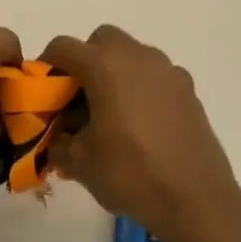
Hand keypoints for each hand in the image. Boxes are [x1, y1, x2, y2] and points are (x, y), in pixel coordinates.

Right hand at [42, 25, 240, 240]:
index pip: (63, 46)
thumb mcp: (78, 162)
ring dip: (116, 73)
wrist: (196, 200)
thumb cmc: (130, 174)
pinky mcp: (188, 90)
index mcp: (104, 66)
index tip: (44, 92)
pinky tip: (141, 124)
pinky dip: (142, 88)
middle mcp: (137, 57)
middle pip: (101, 41)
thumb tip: (57, 136)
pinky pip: (156, 76)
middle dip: (86, 61)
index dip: (46, 65)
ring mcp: (168, 71)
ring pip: (132, 55)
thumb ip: (57, 141)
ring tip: (111, 113)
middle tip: (79, 98)